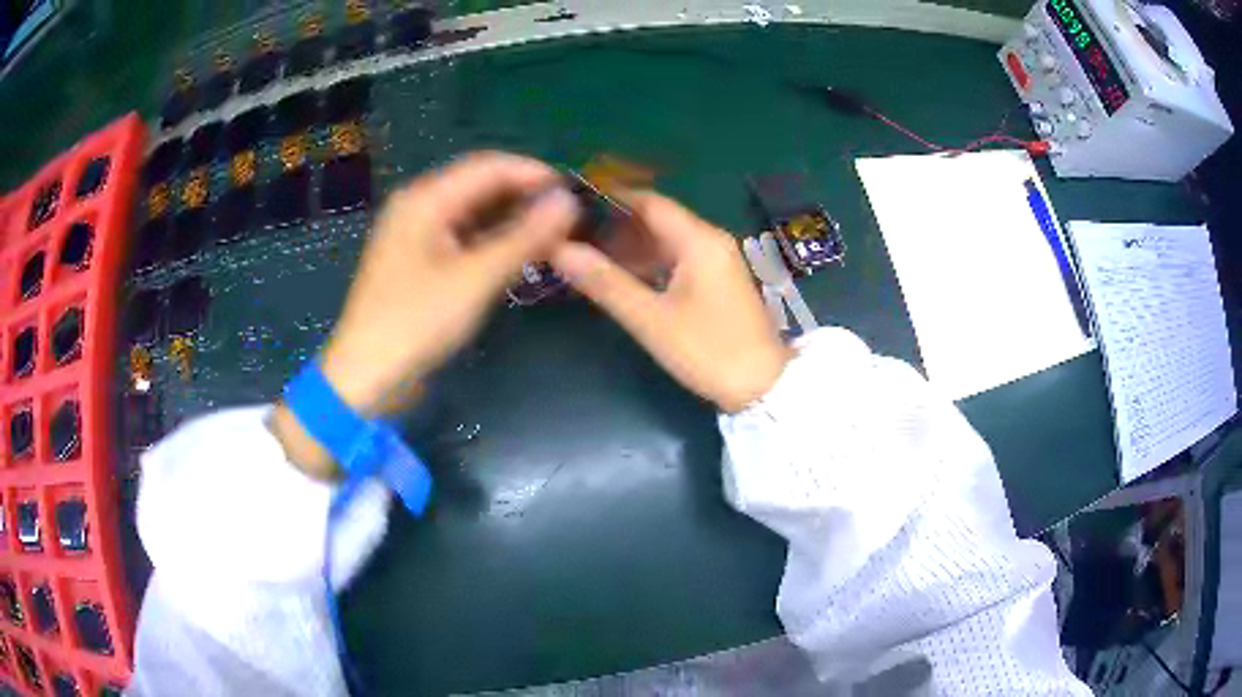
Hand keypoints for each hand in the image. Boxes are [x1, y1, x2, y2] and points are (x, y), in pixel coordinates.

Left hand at [272, 152, 578, 477]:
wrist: (367, 376)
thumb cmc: (415, 323)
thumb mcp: (475, 279)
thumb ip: (524, 237)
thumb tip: (568, 202)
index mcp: (426, 199)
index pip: (490, 166)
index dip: (535, 174)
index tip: (576, 193)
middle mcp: (419, 206)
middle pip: (481, 186)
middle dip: (525, 198)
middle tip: (569, 220)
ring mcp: (417, 234)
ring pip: (474, 213)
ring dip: (512, 221)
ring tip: (553, 238)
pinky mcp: (419, 261)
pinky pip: (463, 237)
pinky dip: (493, 242)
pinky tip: (519, 256)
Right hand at [551, 191, 790, 412]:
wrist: (762, 386)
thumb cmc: (708, 350)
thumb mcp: (651, 319)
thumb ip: (605, 282)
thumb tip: (561, 250)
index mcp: (699, 240)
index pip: (649, 202)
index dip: (611, 199)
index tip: (574, 205)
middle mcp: (711, 240)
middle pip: (657, 220)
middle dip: (616, 226)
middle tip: (573, 235)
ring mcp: (718, 261)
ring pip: (667, 241)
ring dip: (631, 246)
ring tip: (588, 256)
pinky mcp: (719, 281)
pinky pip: (678, 259)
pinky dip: (650, 263)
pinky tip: (622, 277)